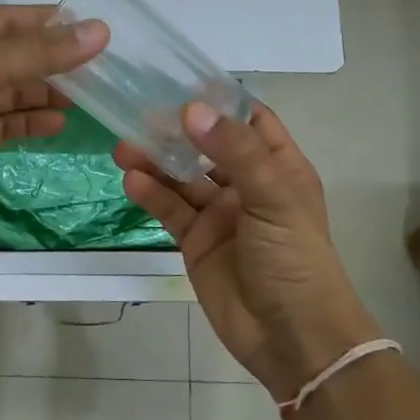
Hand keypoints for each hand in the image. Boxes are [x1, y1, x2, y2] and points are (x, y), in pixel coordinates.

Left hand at [0, 5, 108, 231]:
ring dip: (47, 93)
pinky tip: (60, 124)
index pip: (12, 19)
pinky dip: (31, 122)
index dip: (50, 22)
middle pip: (17, 56)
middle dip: (55, 62)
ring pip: (14, 91)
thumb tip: (101, 32)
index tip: (93, 29)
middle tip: (101, 69)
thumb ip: (41, 53)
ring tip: (89, 98)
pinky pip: (7, 123)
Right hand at [116, 103, 381, 399]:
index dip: (219, 100)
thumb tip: (191, 108)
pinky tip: (131, 182)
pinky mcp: (196, 241)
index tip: (181, 80)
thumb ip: (234, 152)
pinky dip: (151, 194)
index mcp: (279, 167)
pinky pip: (170, 209)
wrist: (294, 339)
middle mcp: (247, 185)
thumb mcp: (273, 198)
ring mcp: (220, 214)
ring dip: (155, 161)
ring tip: (124, 147)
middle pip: (206, 146)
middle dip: (175, 130)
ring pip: (182, 177)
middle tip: (138, 113)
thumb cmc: (296, 260)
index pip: (249, 120)